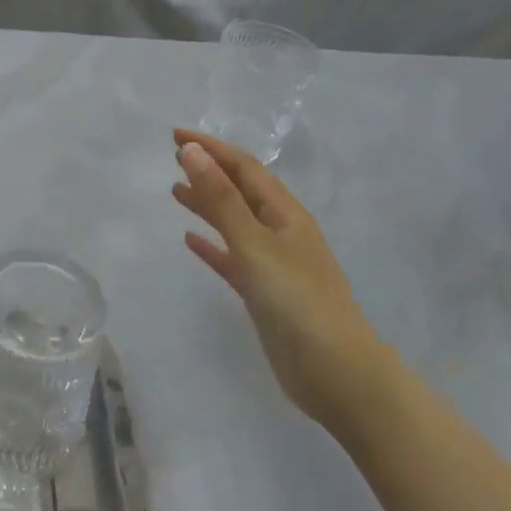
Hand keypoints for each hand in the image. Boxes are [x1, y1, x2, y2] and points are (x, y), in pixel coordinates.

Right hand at [172, 129, 388, 427]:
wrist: (337, 375)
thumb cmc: (298, 302)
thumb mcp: (255, 244)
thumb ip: (221, 199)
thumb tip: (192, 151)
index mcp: (286, 214)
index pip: (244, 167)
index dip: (211, 148)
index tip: (174, 135)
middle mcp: (281, 232)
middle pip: (241, 190)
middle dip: (209, 170)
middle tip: (172, 156)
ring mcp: (274, 263)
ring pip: (234, 222)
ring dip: (207, 204)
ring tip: (175, 191)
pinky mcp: (265, 293)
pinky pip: (232, 258)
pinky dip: (212, 245)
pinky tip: (190, 241)